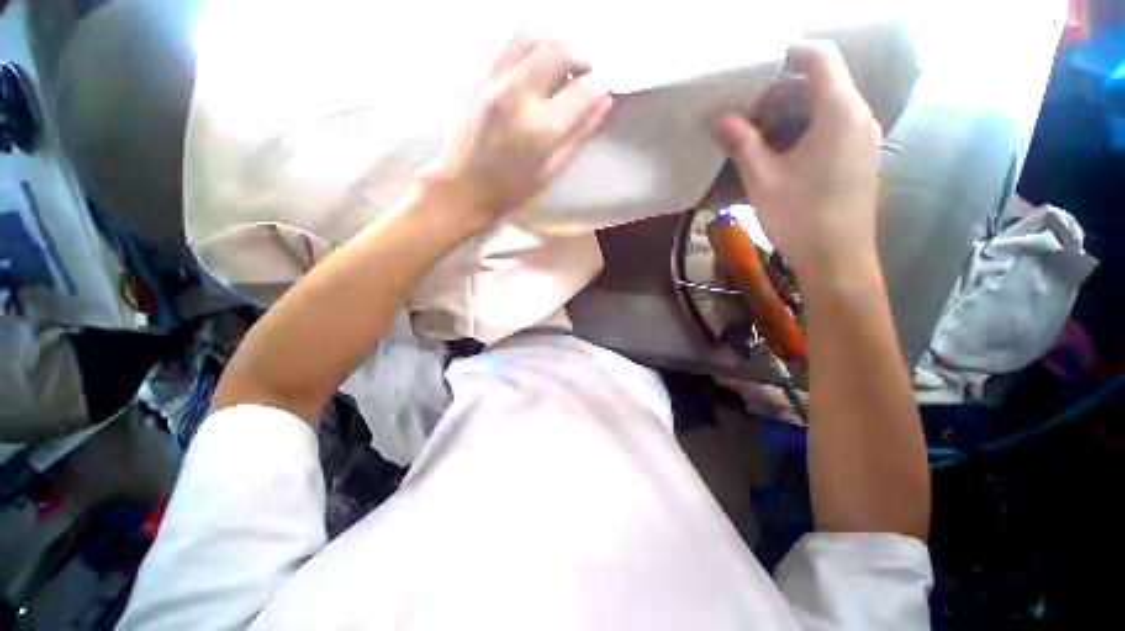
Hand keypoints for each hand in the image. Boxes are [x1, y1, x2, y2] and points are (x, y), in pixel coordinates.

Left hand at [421, 35, 613, 230]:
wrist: (462, 187)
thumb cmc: (511, 190)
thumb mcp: (551, 171)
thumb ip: (579, 135)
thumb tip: (603, 102)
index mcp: (539, 130)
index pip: (582, 90)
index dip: (602, 83)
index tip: (607, 84)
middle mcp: (516, 95)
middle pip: (557, 47)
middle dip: (580, 55)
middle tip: (583, 75)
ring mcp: (492, 80)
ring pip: (530, 34)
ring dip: (553, 46)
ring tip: (557, 70)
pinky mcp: (476, 75)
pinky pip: (507, 43)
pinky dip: (528, 49)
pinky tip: (531, 70)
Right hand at [712, 41, 880, 276]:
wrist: (837, 258)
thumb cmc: (801, 216)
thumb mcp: (764, 179)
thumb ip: (742, 143)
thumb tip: (720, 120)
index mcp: (840, 112)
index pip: (821, 57)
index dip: (788, 54)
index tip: (755, 72)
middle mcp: (859, 116)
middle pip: (820, 82)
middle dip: (780, 94)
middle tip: (747, 120)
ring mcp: (862, 137)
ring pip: (824, 106)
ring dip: (788, 116)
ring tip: (757, 141)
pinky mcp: (858, 156)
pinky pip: (831, 127)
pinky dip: (802, 131)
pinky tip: (779, 156)